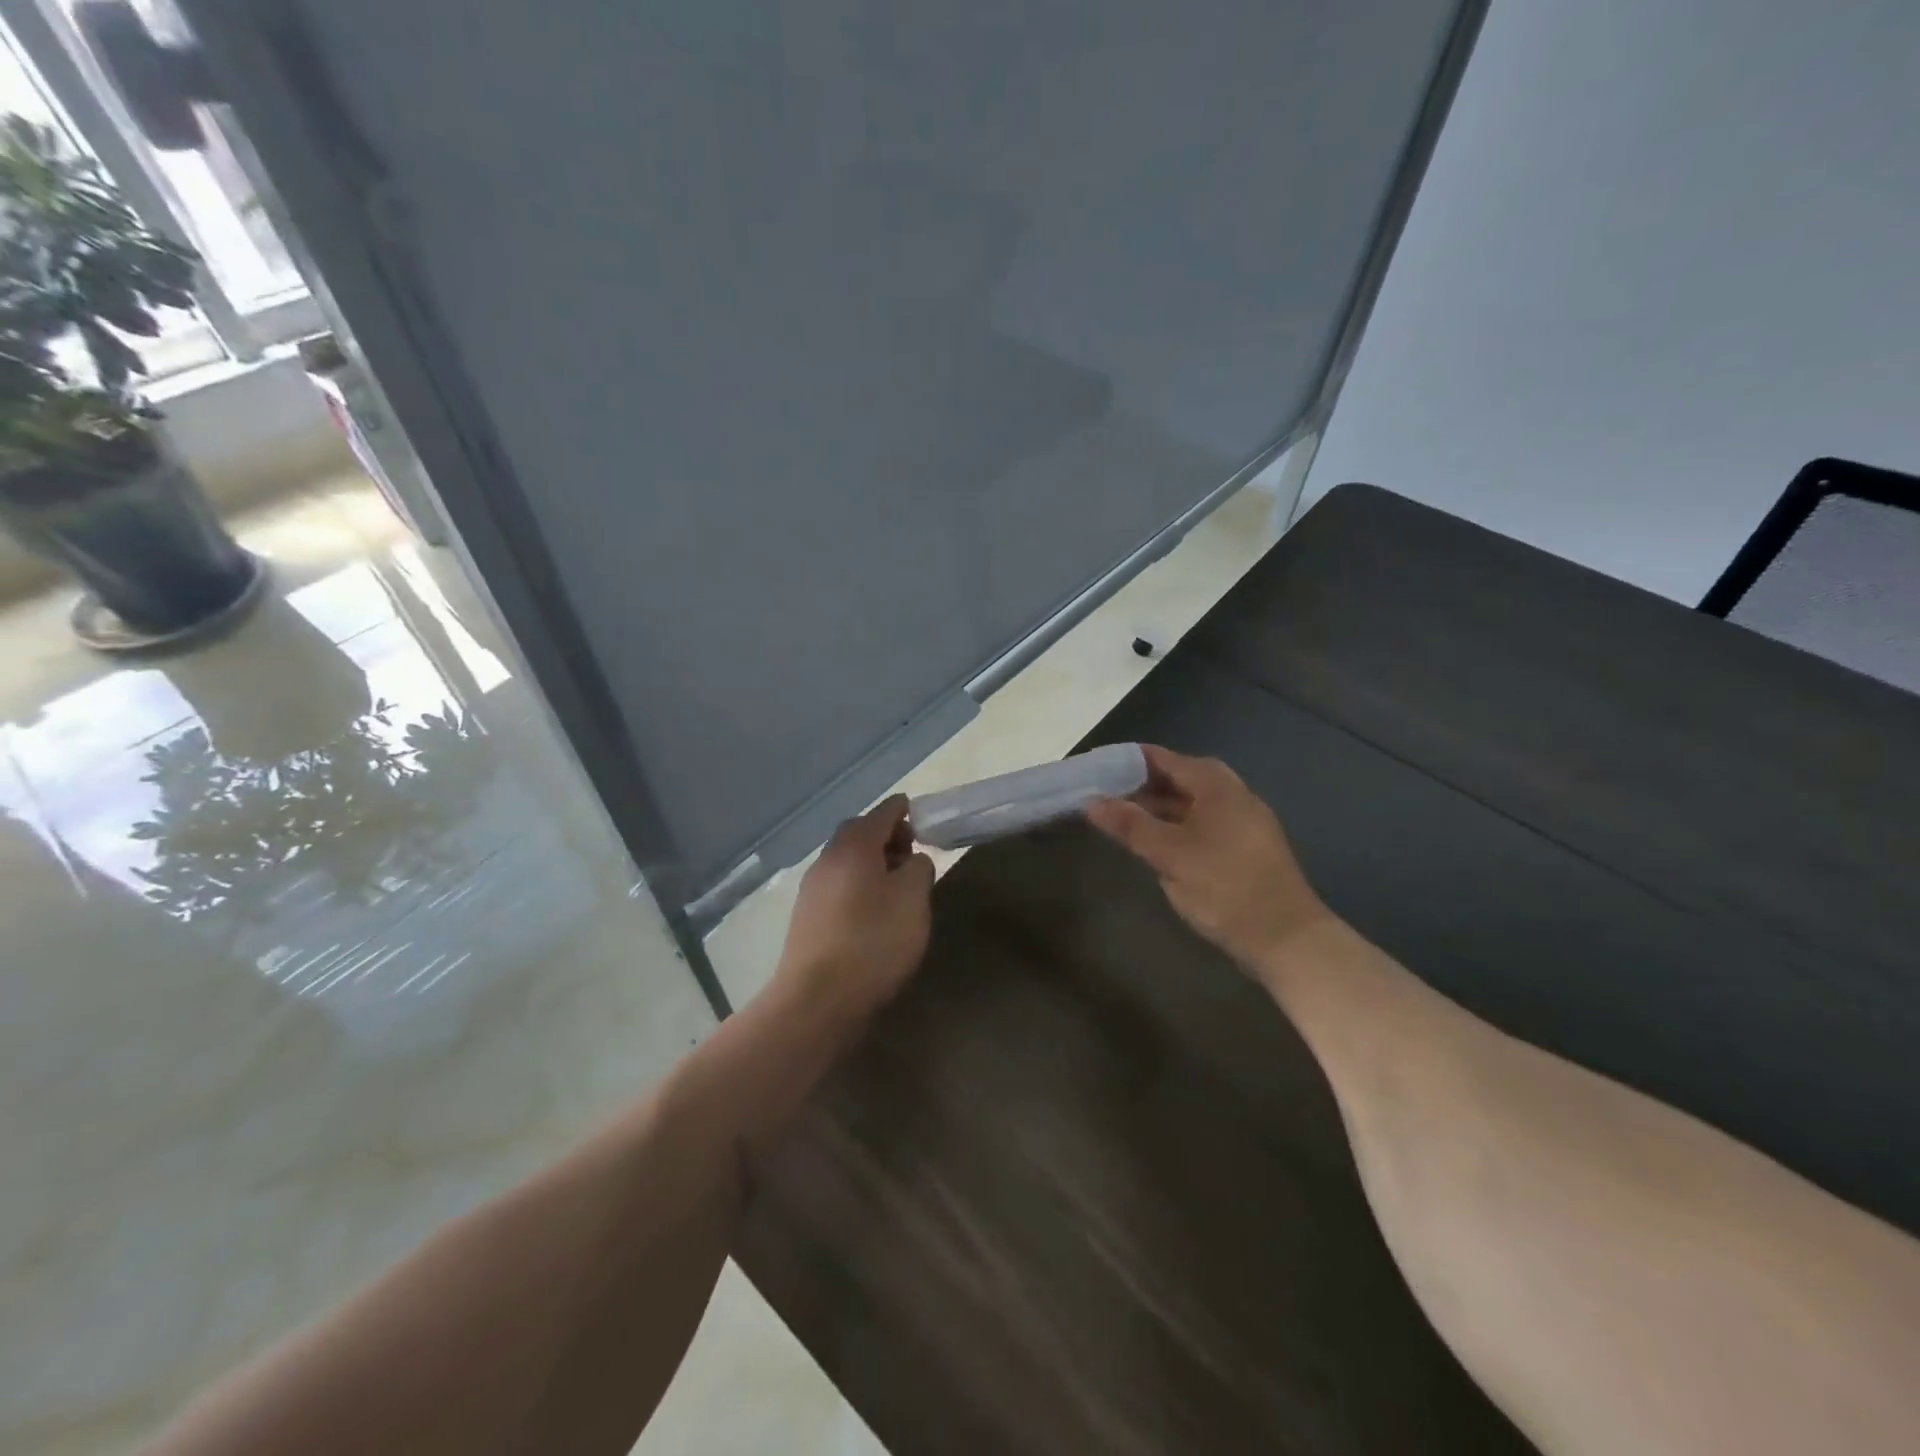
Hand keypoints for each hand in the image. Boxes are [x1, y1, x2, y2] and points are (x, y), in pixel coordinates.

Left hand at [773, 795, 934, 1021]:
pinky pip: (838, 887)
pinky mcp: (807, 918)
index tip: (920, 814)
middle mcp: (828, 859)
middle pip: (859, 834)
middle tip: (912, 853)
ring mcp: (812, 889)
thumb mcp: (913, 900)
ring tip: (898, 886)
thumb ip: (919, 869)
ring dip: (872, 864)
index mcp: (854, 846)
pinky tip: (874, 912)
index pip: (882, 813)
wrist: (817, 1000)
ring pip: (847, 862)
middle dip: (887, 837)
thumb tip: (911, 861)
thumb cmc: (873, 942)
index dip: (903, 810)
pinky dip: (859, 886)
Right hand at [1086, 745, 1329, 969]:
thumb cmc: (1224, 888)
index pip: (1164, 759)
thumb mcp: (1170, 855)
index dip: (1128, 762)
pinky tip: (1157, 843)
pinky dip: (1176, 825)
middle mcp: (1233, 794)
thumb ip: (1130, 825)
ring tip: (1122, 818)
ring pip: (1191, 803)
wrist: (1287, 939)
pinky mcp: (1245, 847)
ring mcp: (1243, 821)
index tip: (1096, 769)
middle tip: (1104, 795)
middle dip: (1141, 785)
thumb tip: (1091, 802)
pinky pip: (1202, 823)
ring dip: (1158, 807)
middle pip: (1179, 778)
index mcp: (1216, 786)